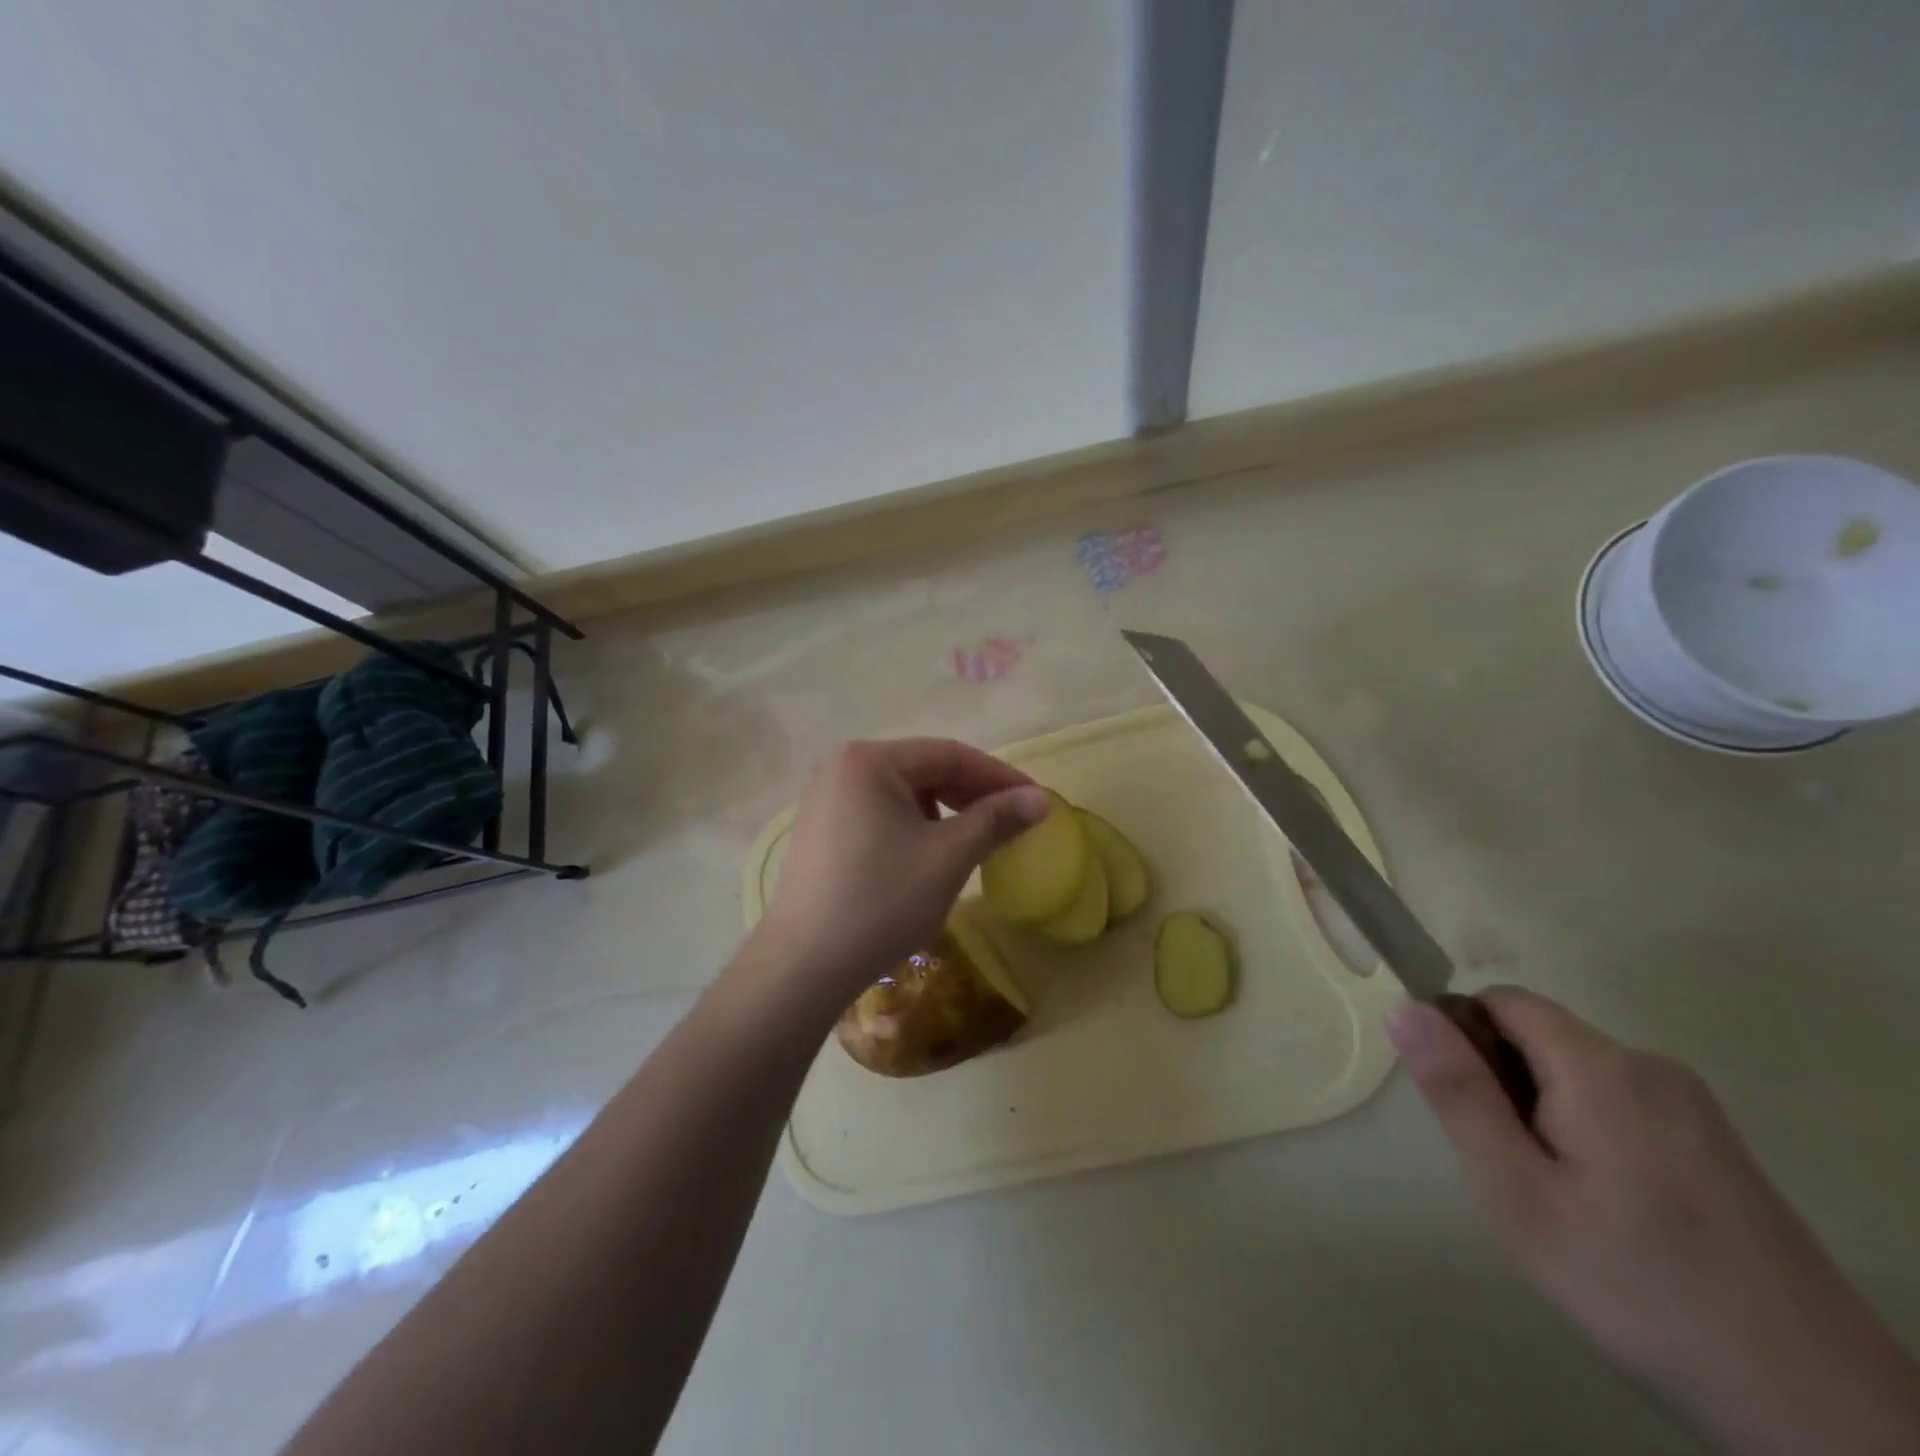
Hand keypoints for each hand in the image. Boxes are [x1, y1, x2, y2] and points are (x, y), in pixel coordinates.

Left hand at [745, 739, 1047, 1009]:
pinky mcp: (823, 829)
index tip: (1038, 800)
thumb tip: (1041, 799)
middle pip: (925, 769)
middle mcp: (842, 766)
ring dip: (947, 812)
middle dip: (973, 795)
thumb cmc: (880, 902)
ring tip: (977, 840)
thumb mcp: (947, 857)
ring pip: (905, 794)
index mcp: (868, 759)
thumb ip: (996, 820)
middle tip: (1014, 821)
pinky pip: (882, 813)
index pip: (949, 754)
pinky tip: (933, 854)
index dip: (999, 777)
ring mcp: (827, 798)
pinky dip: (916, 827)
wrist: (803, 966)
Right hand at [1389, 989, 1919, 1455]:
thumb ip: (1459, 1091)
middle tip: (1509, 1168)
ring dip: (1544, 1112)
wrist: (1816, 1410)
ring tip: (1557, 1198)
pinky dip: (1590, 1134)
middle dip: (1504, 1083)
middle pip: (1541, 1037)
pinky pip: (1622, 1105)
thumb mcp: (1517, 1191)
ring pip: (1578, 1075)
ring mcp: (1695, 1108)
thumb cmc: (1634, 1285)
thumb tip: (1403, 1007)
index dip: (1462, 1034)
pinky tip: (1610, 1211)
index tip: (1460, 1104)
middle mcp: (1651, 1066)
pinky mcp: (1719, 1146)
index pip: (1501, 1000)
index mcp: (1600, 1066)